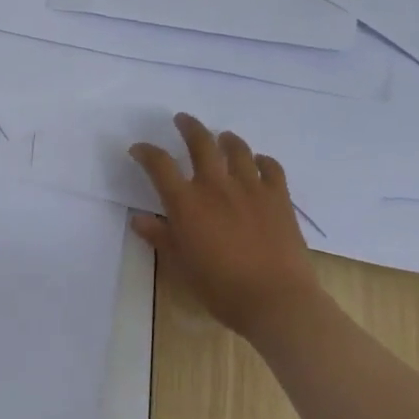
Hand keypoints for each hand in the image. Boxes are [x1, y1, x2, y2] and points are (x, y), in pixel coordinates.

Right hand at [130, 113, 324, 344]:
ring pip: (238, 149)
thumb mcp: (181, 265)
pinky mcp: (279, 196)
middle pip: (201, 143)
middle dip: (189, 127)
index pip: (160, 165)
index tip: (139, 149)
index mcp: (187, 203)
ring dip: (226, 139)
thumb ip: (160, 237)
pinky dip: (261, 160)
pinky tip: (258, 162)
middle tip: (182, 120)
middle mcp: (217, 186)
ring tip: (221, 137)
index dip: (146, 153)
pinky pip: (271, 167)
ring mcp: (251, 187)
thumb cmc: (219, 287)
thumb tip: (139, 219)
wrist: (274, 298)